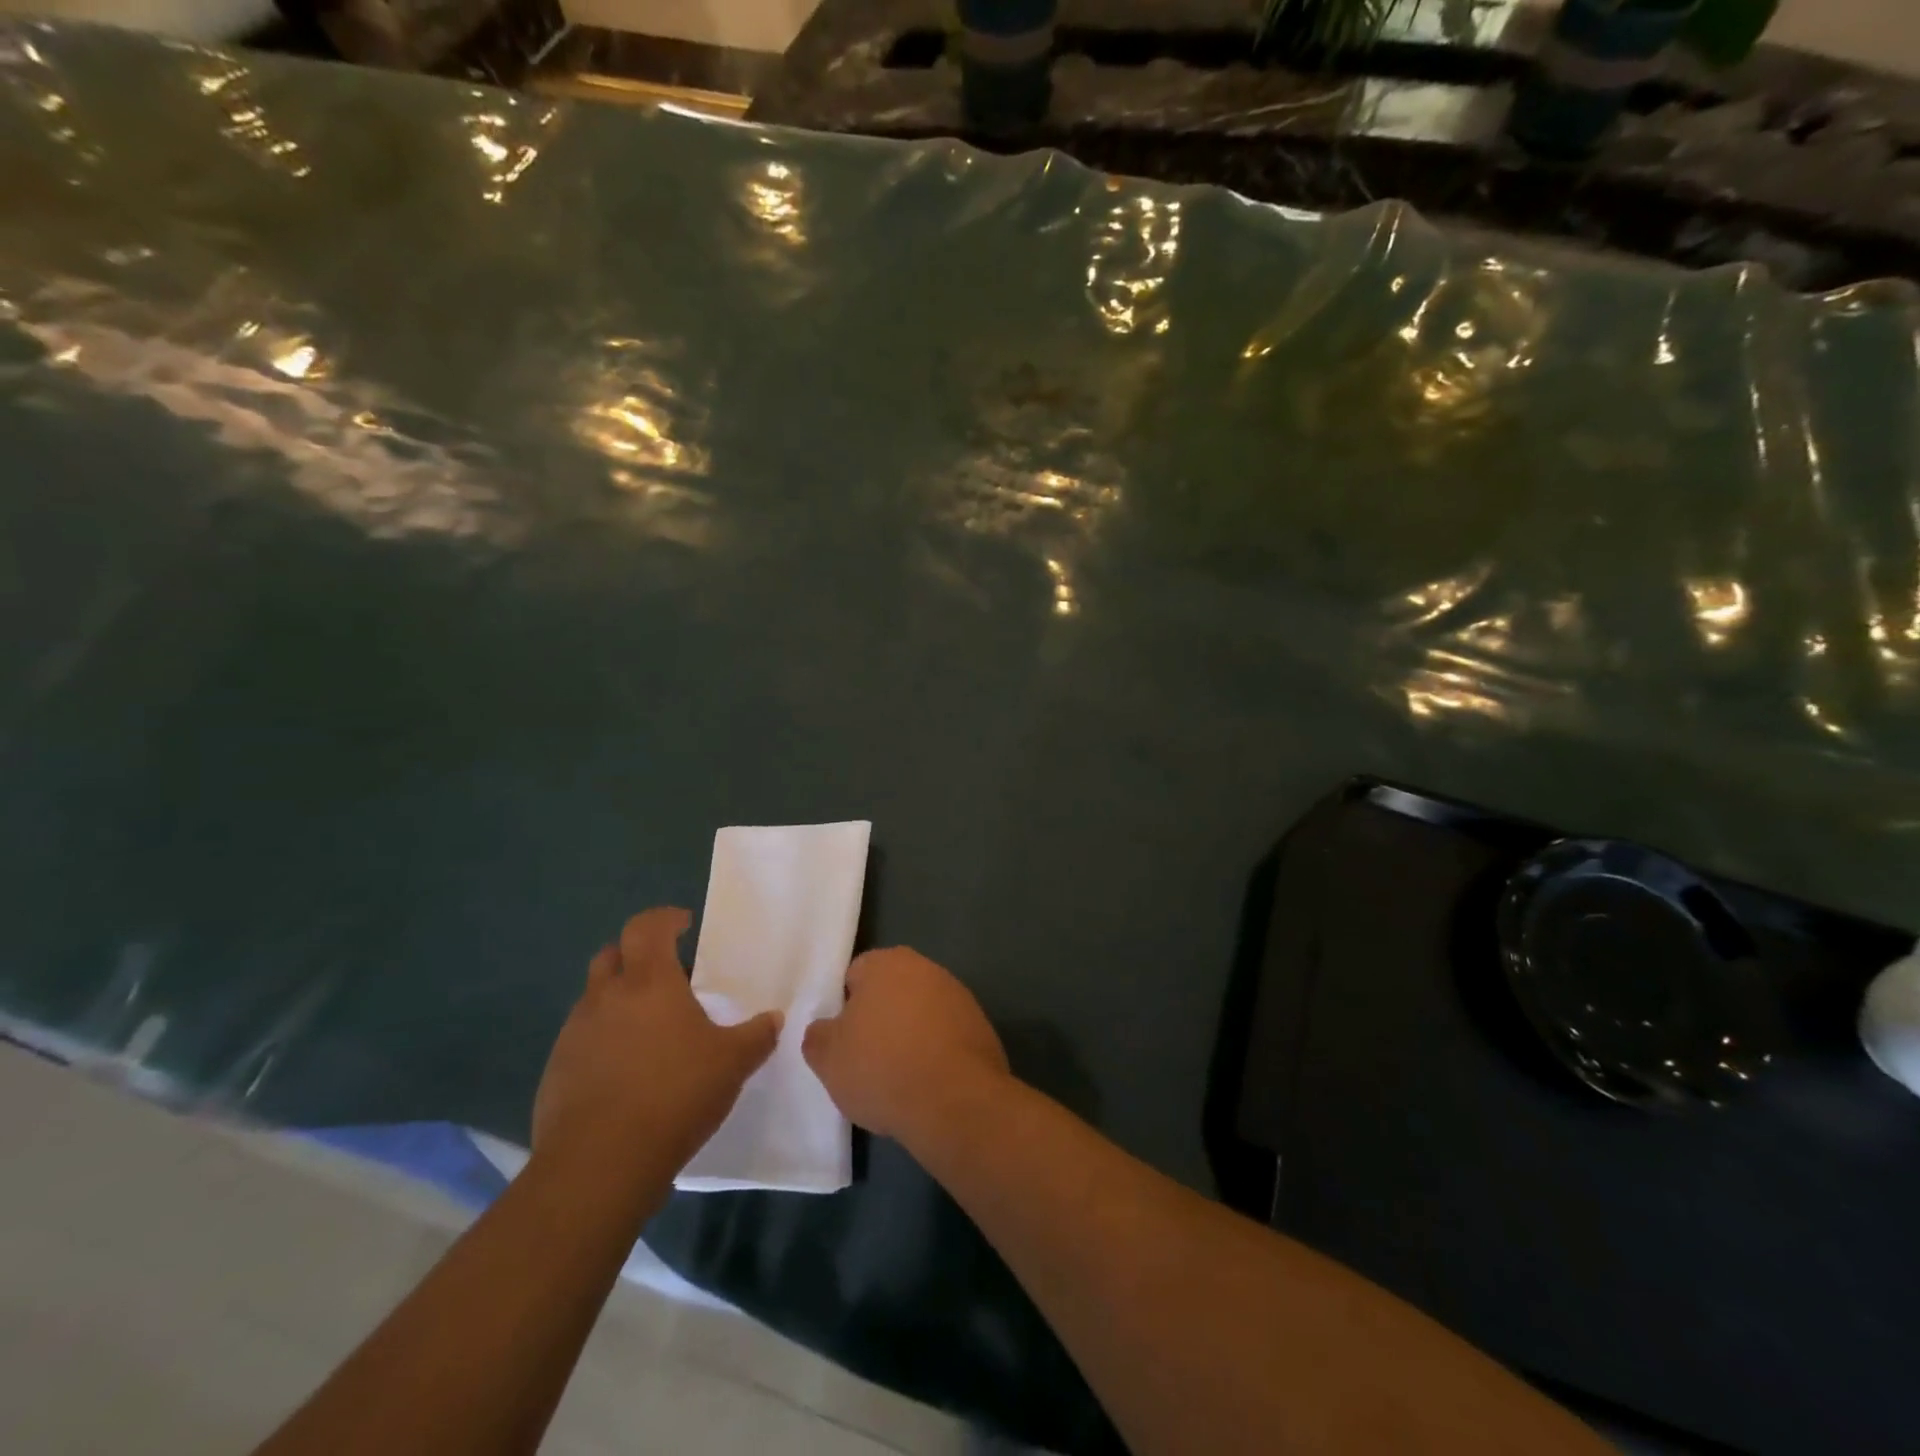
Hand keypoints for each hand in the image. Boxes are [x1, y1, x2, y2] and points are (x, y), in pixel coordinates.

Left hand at [534, 908, 778, 1175]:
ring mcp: (574, 1034)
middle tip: (666, 976)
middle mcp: (605, 998)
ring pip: (594, 998)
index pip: (647, 927)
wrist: (598, 1164)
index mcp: (649, 982)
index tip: (684, 925)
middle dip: (636, 955)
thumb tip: (775, 1019)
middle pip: (612, 955)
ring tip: (649, 1029)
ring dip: (618, 1000)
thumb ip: (757, 1036)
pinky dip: (603, 1040)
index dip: (665, 919)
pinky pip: (582, 1039)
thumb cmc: (674, 1095)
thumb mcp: (733, 1063)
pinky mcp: (556, 1072)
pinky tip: (626, 1072)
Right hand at [803, 946, 1008, 1143]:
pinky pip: (946, 1035)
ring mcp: (958, 995)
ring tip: (899, 1077)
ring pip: (920, 1013)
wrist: (955, 1101)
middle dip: (879, 1019)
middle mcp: (925, 968)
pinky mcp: (980, 1025)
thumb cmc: (882, 1068)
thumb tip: (826, 1029)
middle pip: (890, 992)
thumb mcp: (827, 1058)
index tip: (843, 1042)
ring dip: (910, 1035)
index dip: (844, 1009)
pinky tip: (928, 1082)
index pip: (854, 976)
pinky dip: (936, 1052)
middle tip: (866, 1060)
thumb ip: (818, 1035)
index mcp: (886, 962)